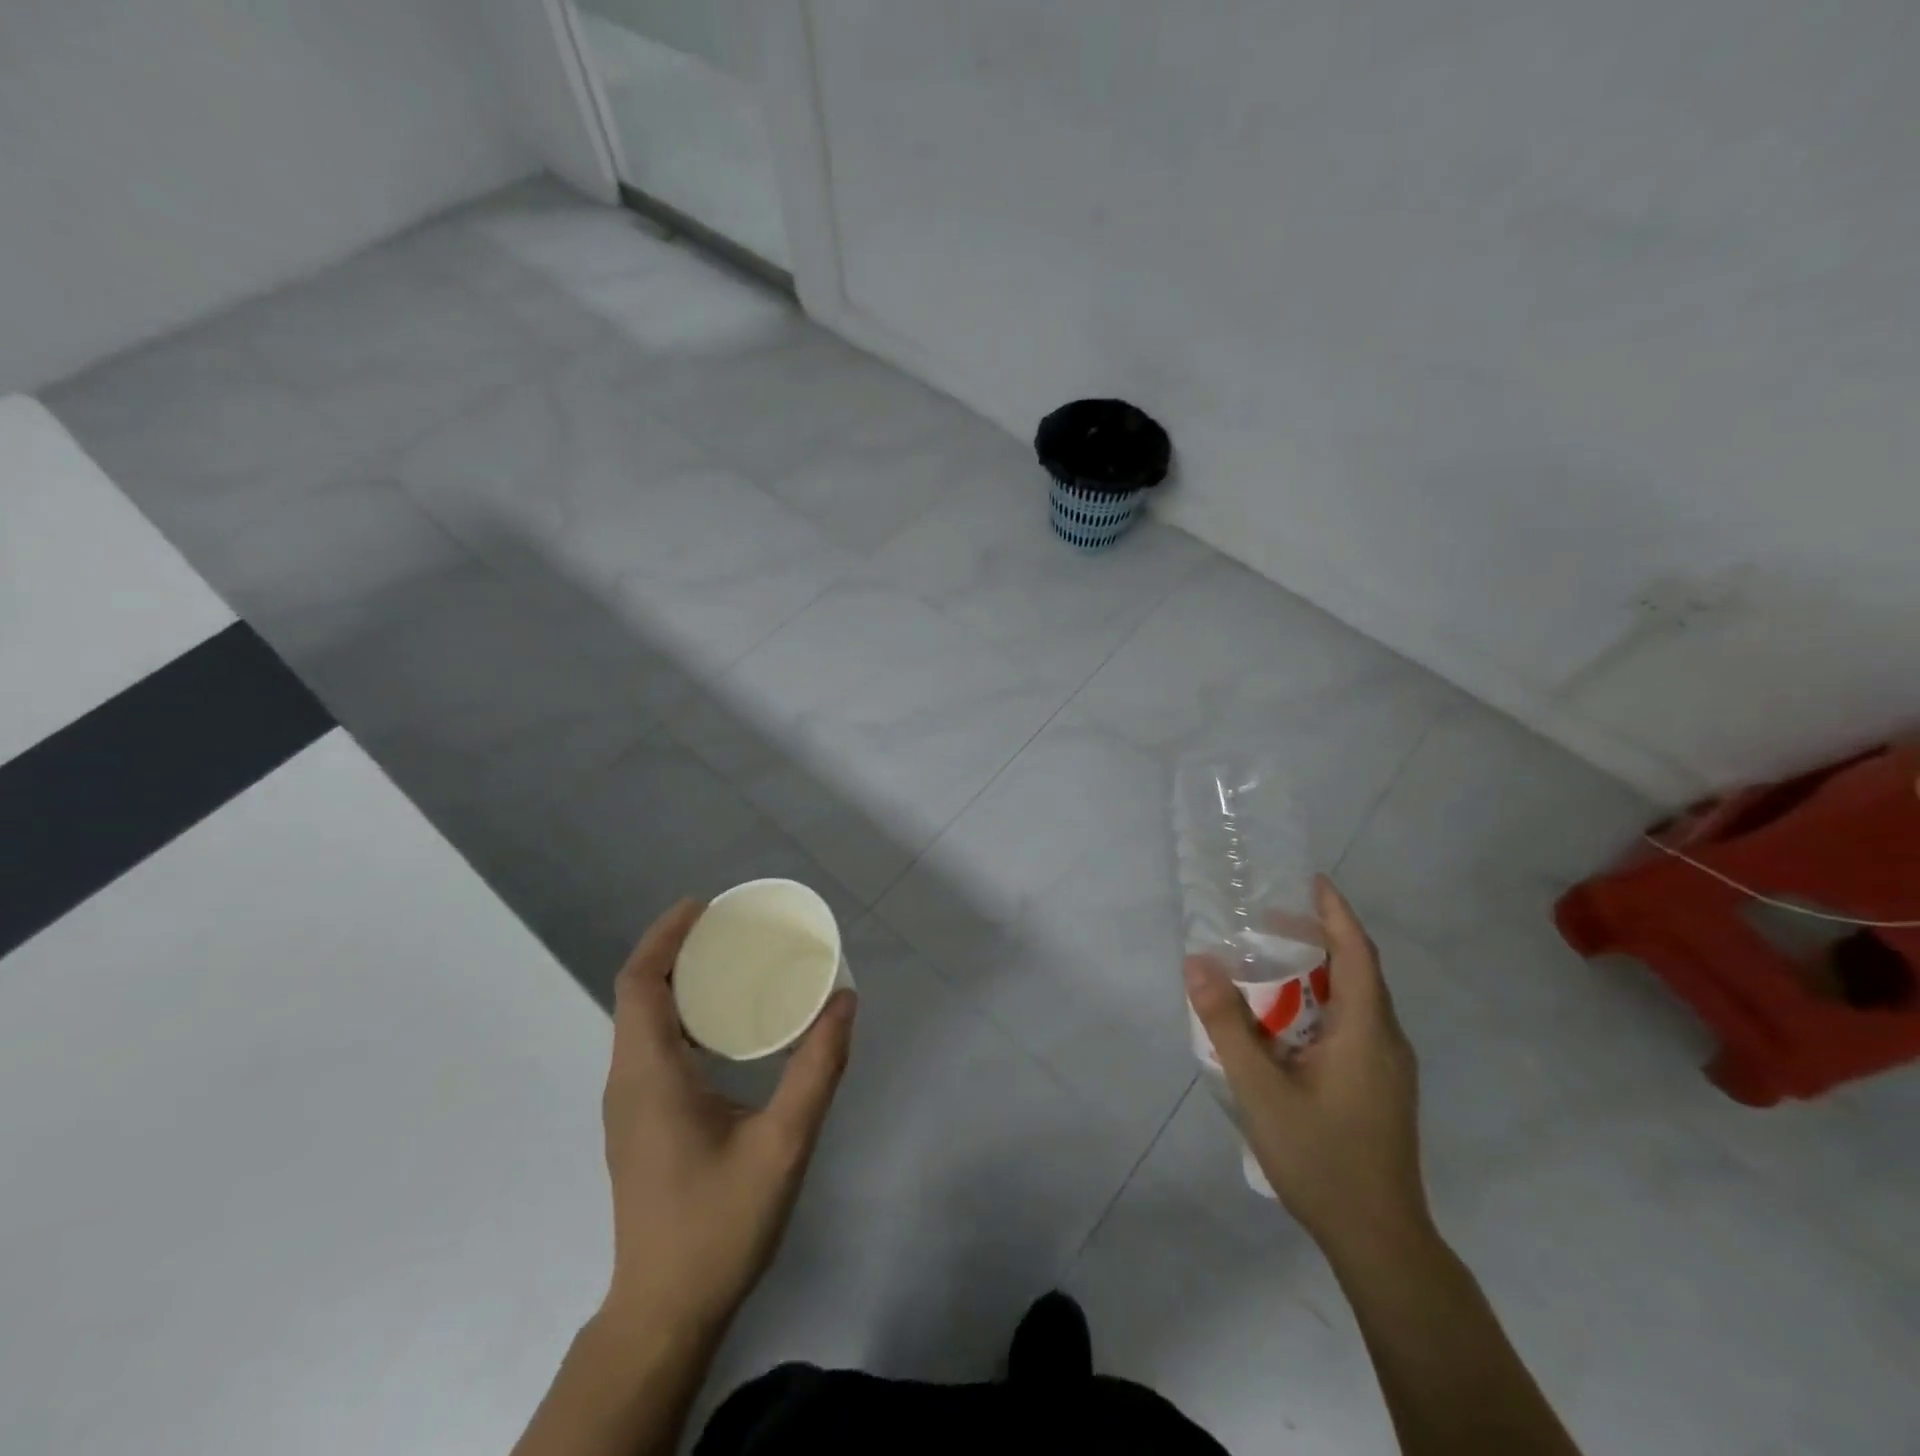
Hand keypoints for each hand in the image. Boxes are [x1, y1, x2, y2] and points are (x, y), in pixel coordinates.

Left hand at [597, 899, 855, 1338]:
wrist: (664, 1314)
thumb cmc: (718, 1225)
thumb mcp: (783, 1144)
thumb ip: (817, 1068)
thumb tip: (845, 1000)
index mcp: (649, 1075)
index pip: (638, 983)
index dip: (665, 936)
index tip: (705, 906)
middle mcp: (628, 1080)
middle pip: (638, 993)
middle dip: (676, 950)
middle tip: (731, 927)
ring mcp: (629, 1105)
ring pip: (642, 1021)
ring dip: (677, 982)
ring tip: (732, 962)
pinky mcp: (640, 1124)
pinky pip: (651, 1046)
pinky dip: (681, 1015)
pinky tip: (726, 1026)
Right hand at [1184, 876, 1427, 1257]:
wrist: (1379, 1241)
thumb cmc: (1321, 1157)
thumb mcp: (1260, 1088)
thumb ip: (1227, 1023)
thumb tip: (1196, 962)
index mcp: (1367, 1031)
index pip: (1358, 952)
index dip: (1336, 912)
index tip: (1310, 880)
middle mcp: (1387, 1041)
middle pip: (1359, 971)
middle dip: (1320, 937)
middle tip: (1269, 919)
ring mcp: (1388, 1068)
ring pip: (1357, 1001)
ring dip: (1320, 973)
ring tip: (1272, 963)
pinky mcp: (1381, 1088)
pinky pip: (1354, 1026)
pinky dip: (1323, 1004)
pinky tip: (1287, 1022)